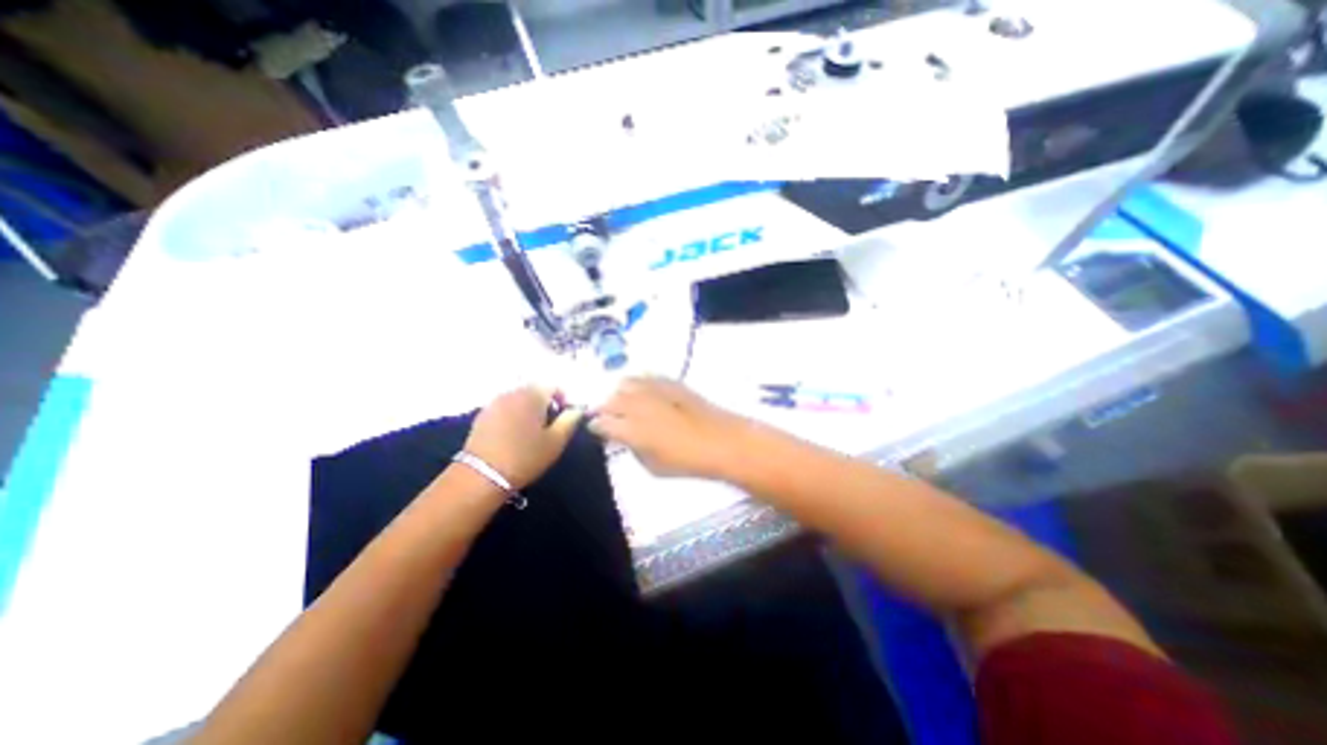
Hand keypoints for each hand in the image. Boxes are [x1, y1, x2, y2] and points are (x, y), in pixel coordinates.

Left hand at [464, 386, 582, 491]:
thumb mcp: (556, 441)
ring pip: (519, 399)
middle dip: (545, 404)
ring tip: (532, 432)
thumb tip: (577, 410)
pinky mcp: (482, 415)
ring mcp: (494, 402)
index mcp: (533, 394)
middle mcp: (513, 392)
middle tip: (551, 426)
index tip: (566, 418)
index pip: (554, 386)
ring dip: (528, 410)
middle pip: (535, 390)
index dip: (564, 399)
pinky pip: (505, 408)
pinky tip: (514, 435)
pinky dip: (513, 415)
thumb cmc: (525, 457)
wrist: (481, 476)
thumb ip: (570, 420)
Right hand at [589, 378, 745, 476]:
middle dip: (605, 408)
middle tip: (608, 416)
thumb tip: (627, 438)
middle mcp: (637, 405)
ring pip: (625, 383)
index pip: (602, 423)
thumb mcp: (653, 466)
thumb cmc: (686, 462)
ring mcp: (653, 389)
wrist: (721, 441)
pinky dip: (639, 384)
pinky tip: (643, 392)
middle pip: (610, 400)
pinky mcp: (669, 382)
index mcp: (631, 429)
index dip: (596, 426)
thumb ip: (634, 449)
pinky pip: (646, 377)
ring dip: (620, 393)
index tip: (597, 429)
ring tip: (624, 402)